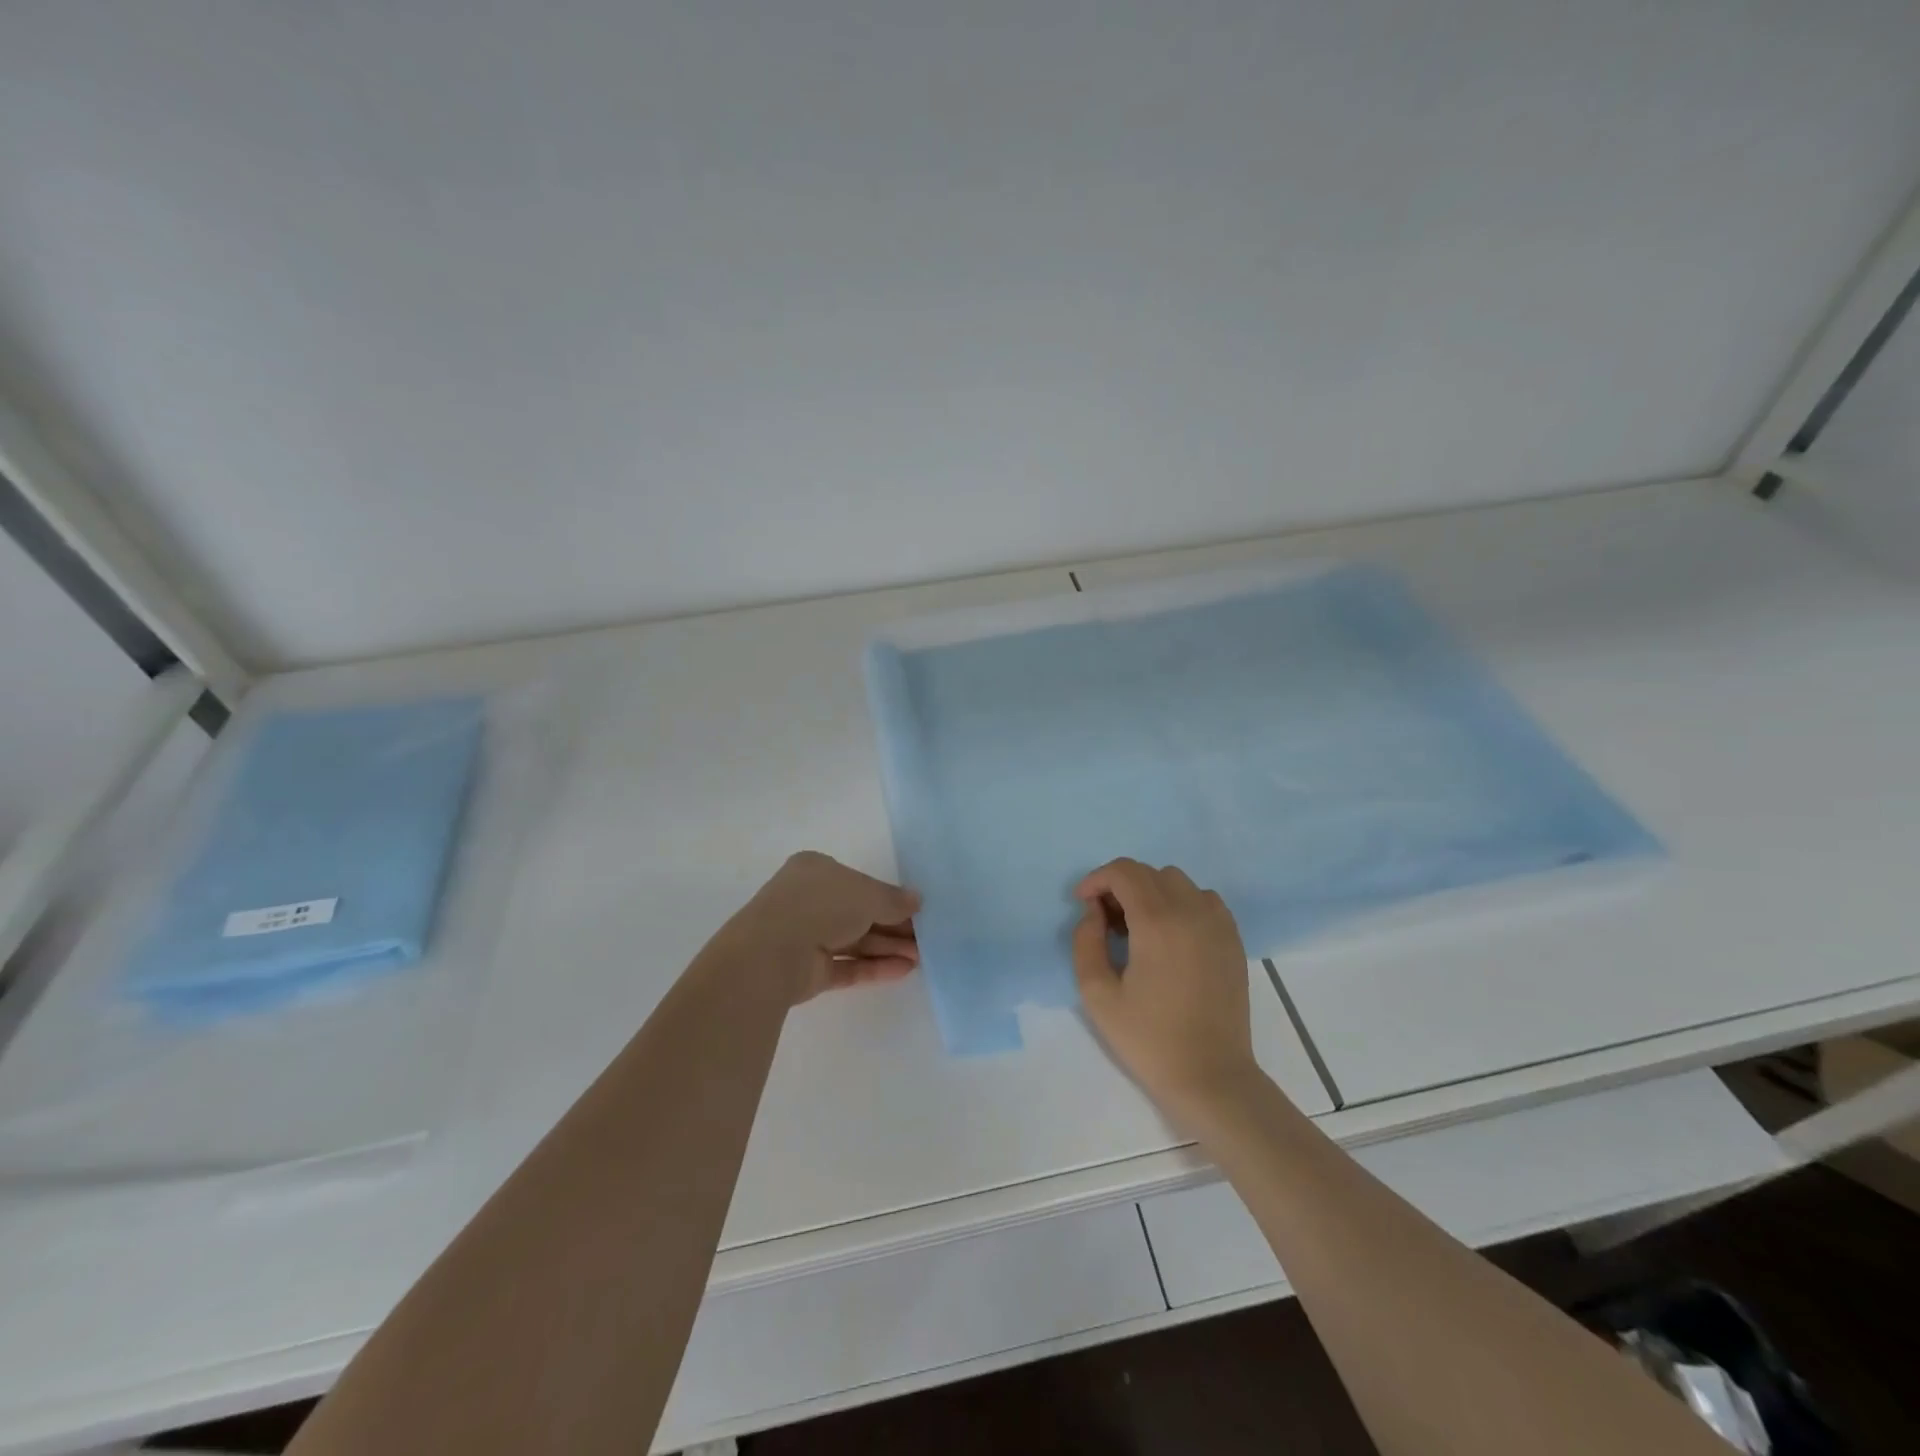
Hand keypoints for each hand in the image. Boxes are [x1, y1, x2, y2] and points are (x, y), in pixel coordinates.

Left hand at [734, 852, 920, 1003]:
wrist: (772, 953)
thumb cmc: (821, 905)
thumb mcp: (868, 893)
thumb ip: (894, 899)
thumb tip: (917, 901)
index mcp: (815, 871)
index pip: (858, 883)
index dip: (888, 896)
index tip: (916, 910)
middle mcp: (808, 901)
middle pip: (859, 913)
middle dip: (893, 926)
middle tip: (925, 938)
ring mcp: (806, 937)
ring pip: (854, 941)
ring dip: (888, 948)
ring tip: (921, 958)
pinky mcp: (807, 970)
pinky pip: (847, 966)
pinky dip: (873, 967)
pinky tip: (904, 970)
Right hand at [1073, 859, 1259, 1122]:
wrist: (1211, 1076)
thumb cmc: (1149, 1039)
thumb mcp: (1097, 995)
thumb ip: (1086, 942)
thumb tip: (1093, 912)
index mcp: (1157, 922)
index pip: (1124, 872)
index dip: (1097, 879)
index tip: (1083, 903)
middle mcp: (1191, 911)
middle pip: (1149, 872)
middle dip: (1120, 886)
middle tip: (1105, 920)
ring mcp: (1217, 924)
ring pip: (1177, 881)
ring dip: (1151, 891)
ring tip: (1138, 927)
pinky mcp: (1233, 939)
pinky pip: (1204, 899)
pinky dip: (1181, 903)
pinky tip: (1170, 935)